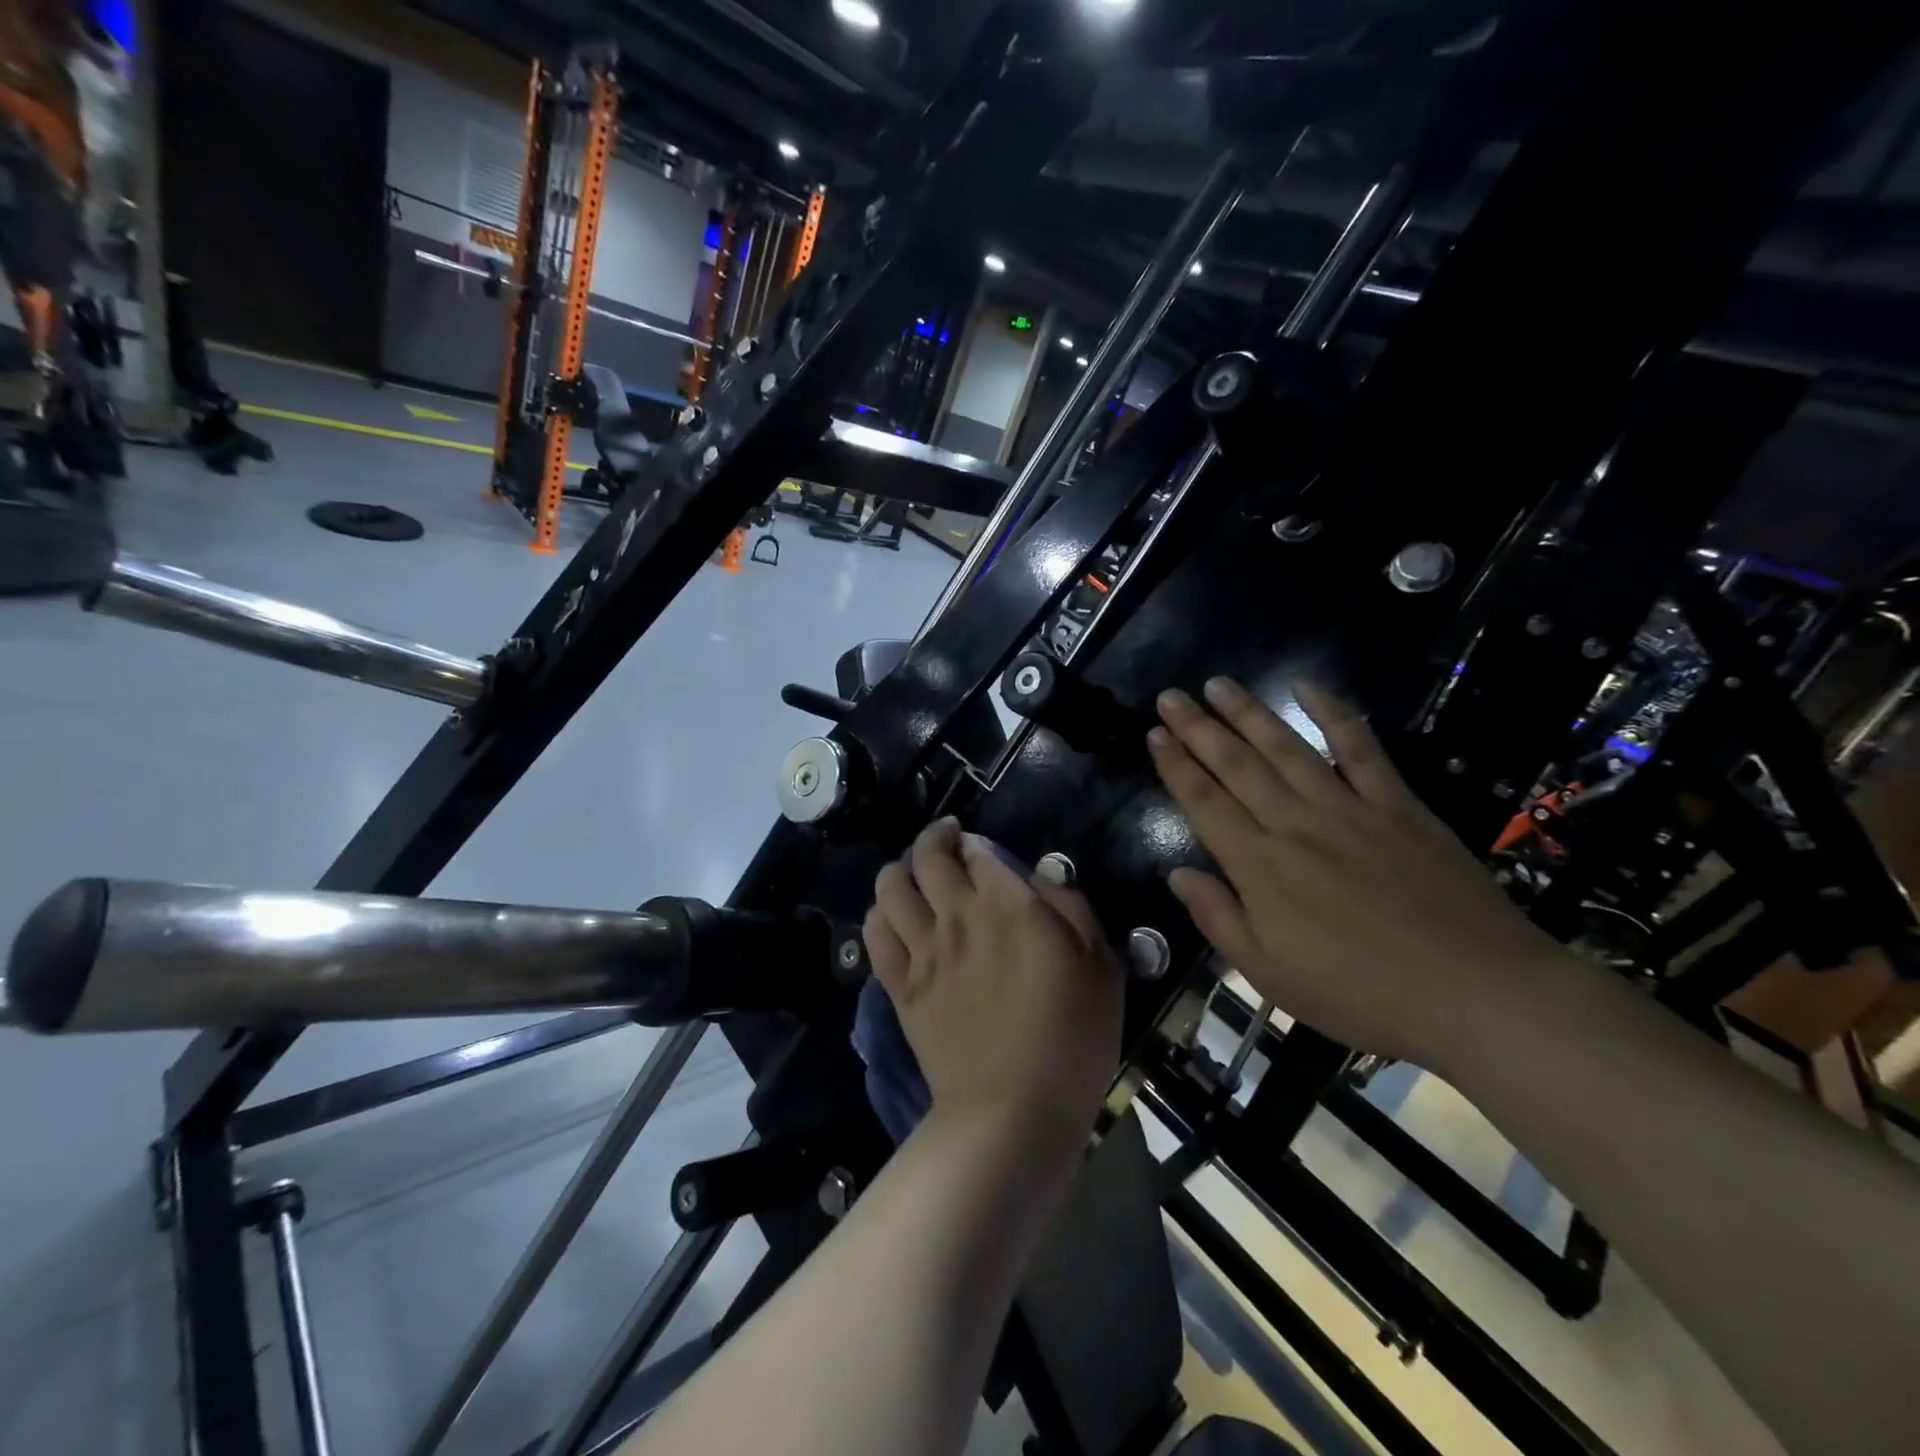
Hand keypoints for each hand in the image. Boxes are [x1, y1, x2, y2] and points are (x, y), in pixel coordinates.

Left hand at [864, 818, 1123, 1142]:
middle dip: (935, 839)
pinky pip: (875, 935)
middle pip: (928, 857)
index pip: (977, 851)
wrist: (1015, 1109)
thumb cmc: (1072, 1036)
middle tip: (946, 843)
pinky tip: (893, 920)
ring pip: (890, 887)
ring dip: (899, 871)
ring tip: (912, 876)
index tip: (979, 848)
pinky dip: (879, 916)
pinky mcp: (901, 987)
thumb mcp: (1100, 964)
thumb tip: (1043, 874)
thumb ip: (1071, 906)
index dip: (975, 842)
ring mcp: (923, 950)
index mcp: (1007, 904)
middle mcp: (957, 915)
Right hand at [1147, 678, 1563, 1069]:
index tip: (1154, 734)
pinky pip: (1360, 749)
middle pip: (1237, 766)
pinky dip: (1334, 715)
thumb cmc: (1361, 995)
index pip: (1204, 803)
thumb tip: (1177, 874)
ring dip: (1249, 713)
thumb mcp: (1270, 975)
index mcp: (1260, 867)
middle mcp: (1295, 825)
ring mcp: (1349, 809)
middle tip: (1171, 696)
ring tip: (1219, 684)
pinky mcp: (1398, 806)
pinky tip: (1310, 688)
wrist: (1477, 993)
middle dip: (1198, 728)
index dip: (1175, 766)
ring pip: (1286, 748)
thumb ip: (1218, 919)